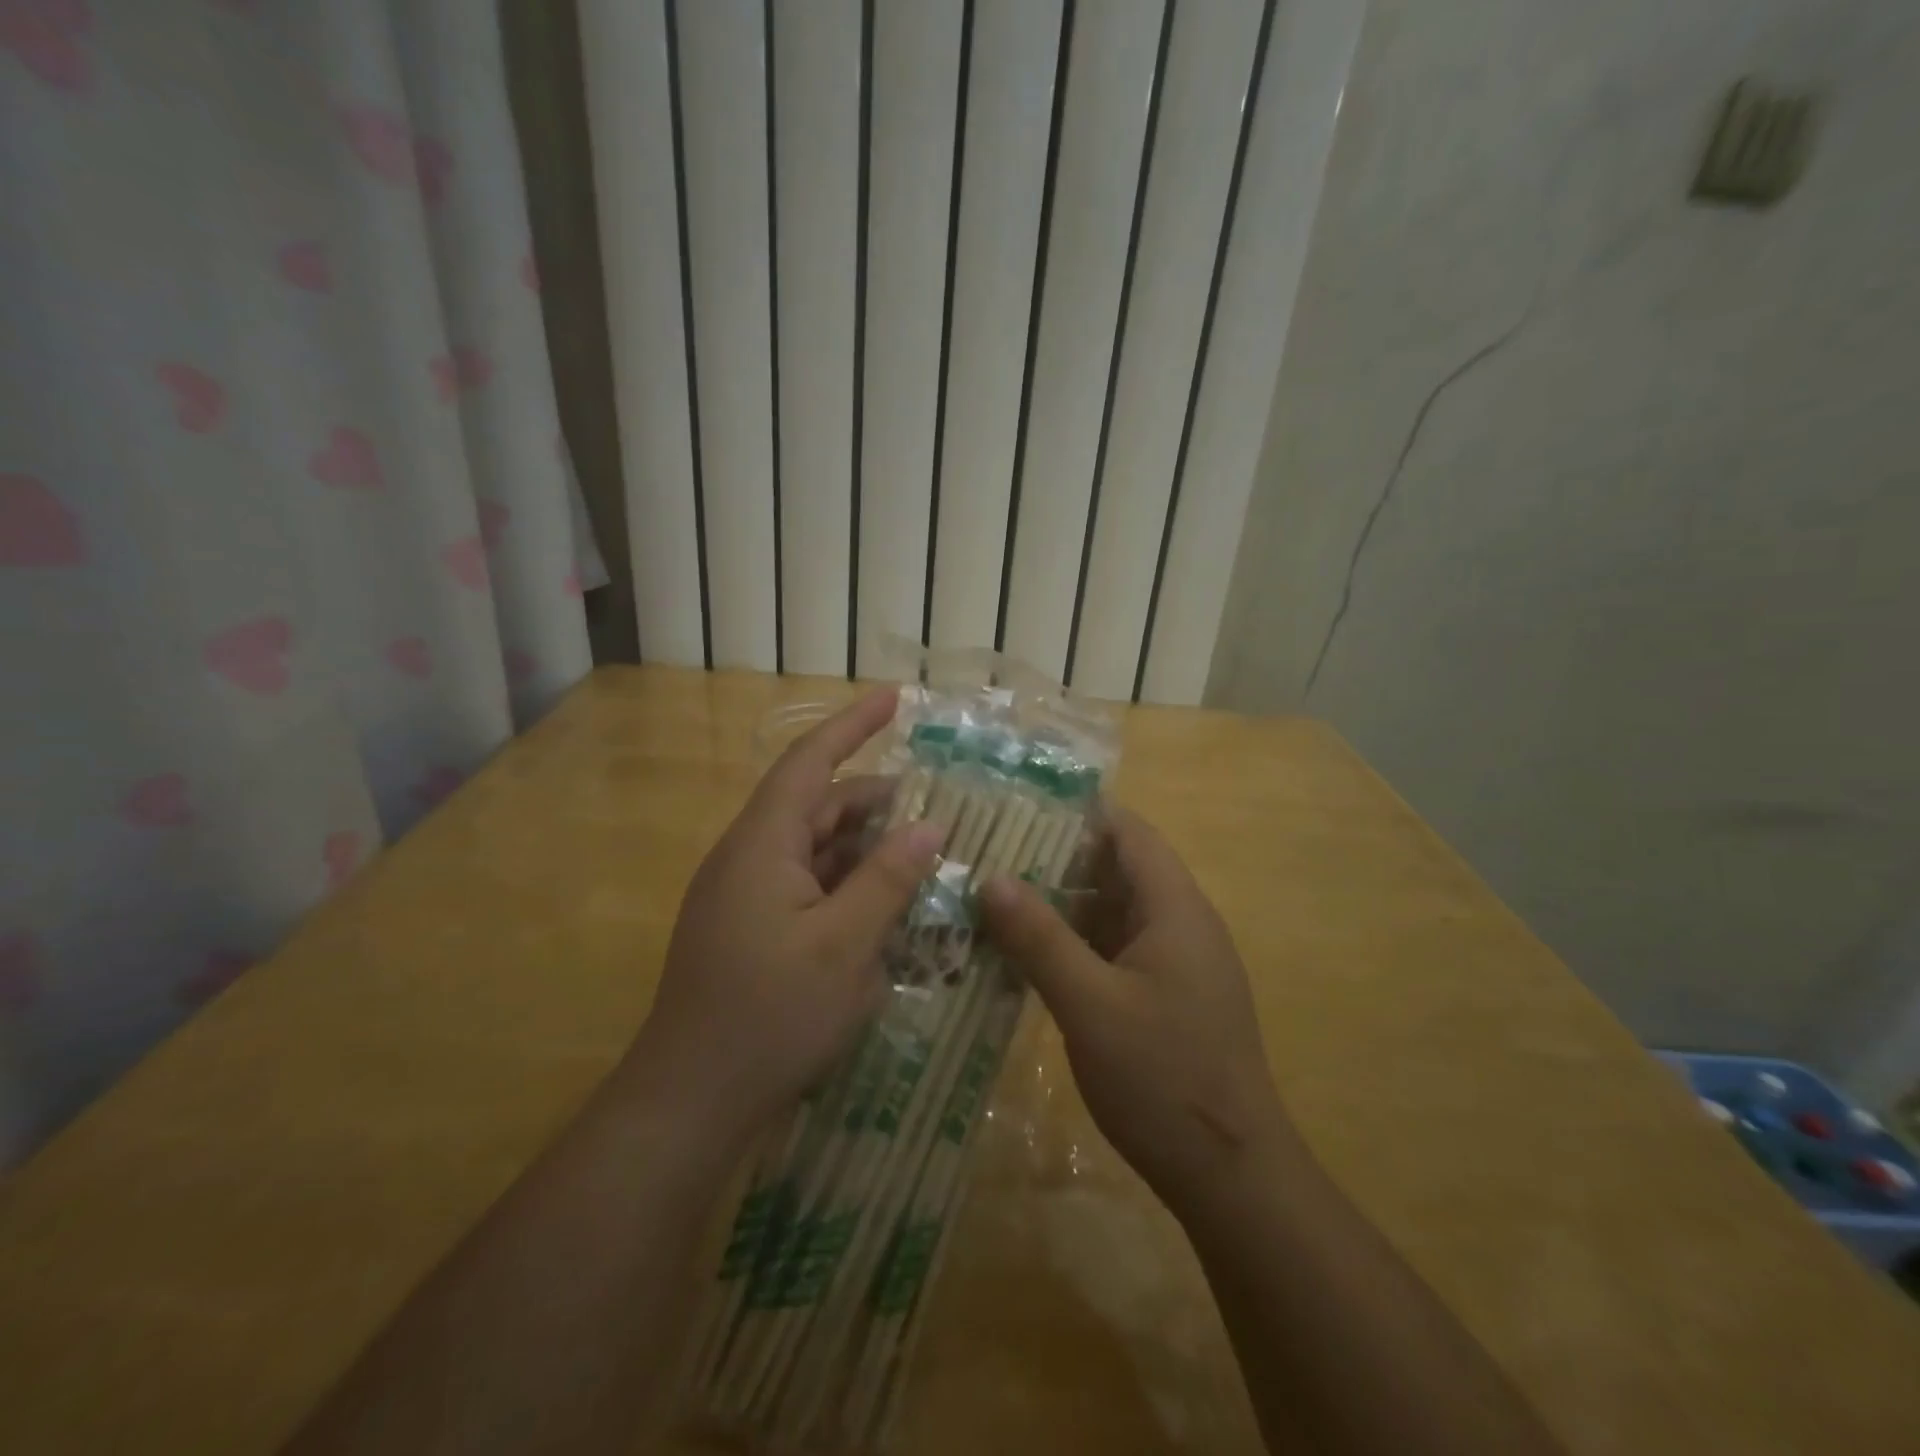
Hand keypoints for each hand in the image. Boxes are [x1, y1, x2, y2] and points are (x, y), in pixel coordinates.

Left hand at [625, 689, 943, 1150]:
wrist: (690, 1102)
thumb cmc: (769, 1016)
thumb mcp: (845, 947)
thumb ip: (888, 880)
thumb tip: (929, 826)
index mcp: (763, 845)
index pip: (811, 762)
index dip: (854, 725)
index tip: (896, 698)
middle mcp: (750, 858)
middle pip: (819, 807)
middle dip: (878, 802)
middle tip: (939, 809)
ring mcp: (747, 896)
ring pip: (817, 851)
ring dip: (867, 850)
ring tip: (923, 859)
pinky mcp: (752, 930)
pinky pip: (808, 887)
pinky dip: (849, 886)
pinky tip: (886, 908)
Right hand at [980, 808, 1295, 1216]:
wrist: (1232, 1177)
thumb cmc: (1164, 1079)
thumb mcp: (1090, 1005)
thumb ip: (1040, 938)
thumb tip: (991, 878)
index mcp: (1174, 908)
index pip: (1128, 832)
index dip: (1078, 812)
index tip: (1017, 806)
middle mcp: (1180, 924)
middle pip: (1117, 868)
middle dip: (1056, 858)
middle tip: (989, 853)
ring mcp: (1174, 963)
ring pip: (1111, 912)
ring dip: (1061, 905)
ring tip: (995, 897)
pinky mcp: (1164, 997)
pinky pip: (1113, 950)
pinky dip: (1073, 944)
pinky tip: (1027, 955)